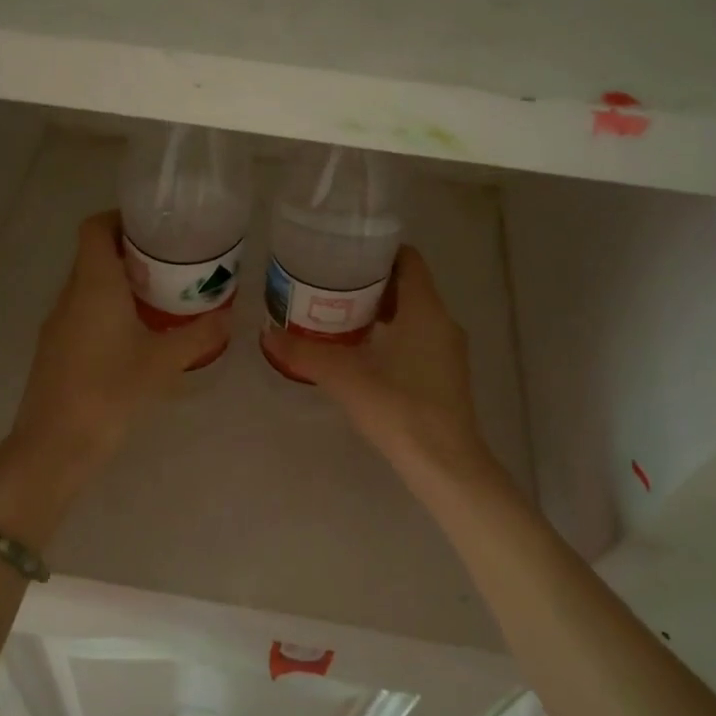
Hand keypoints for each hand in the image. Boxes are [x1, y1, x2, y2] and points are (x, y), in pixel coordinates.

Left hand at [8, 210, 232, 479]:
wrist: (55, 445)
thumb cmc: (110, 392)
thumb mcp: (163, 362)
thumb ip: (198, 335)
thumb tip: (228, 316)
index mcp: (93, 285)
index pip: (95, 228)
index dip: (120, 218)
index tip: (153, 227)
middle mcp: (70, 295)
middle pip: (93, 254)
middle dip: (130, 252)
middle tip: (170, 262)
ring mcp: (58, 323)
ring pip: (88, 285)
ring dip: (120, 283)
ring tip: (160, 296)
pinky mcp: (55, 348)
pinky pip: (83, 312)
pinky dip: (108, 309)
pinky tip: (136, 334)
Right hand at [261, 247, 499, 491]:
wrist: (444, 463)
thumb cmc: (399, 407)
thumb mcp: (345, 377)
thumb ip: (305, 353)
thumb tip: (267, 334)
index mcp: (425, 310)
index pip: (408, 260)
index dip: (378, 251)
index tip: (345, 254)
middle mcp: (443, 322)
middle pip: (409, 286)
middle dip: (372, 282)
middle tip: (331, 284)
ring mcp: (448, 350)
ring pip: (414, 314)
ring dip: (382, 311)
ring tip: (340, 314)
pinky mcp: (446, 374)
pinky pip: (418, 338)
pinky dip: (393, 334)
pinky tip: (363, 352)